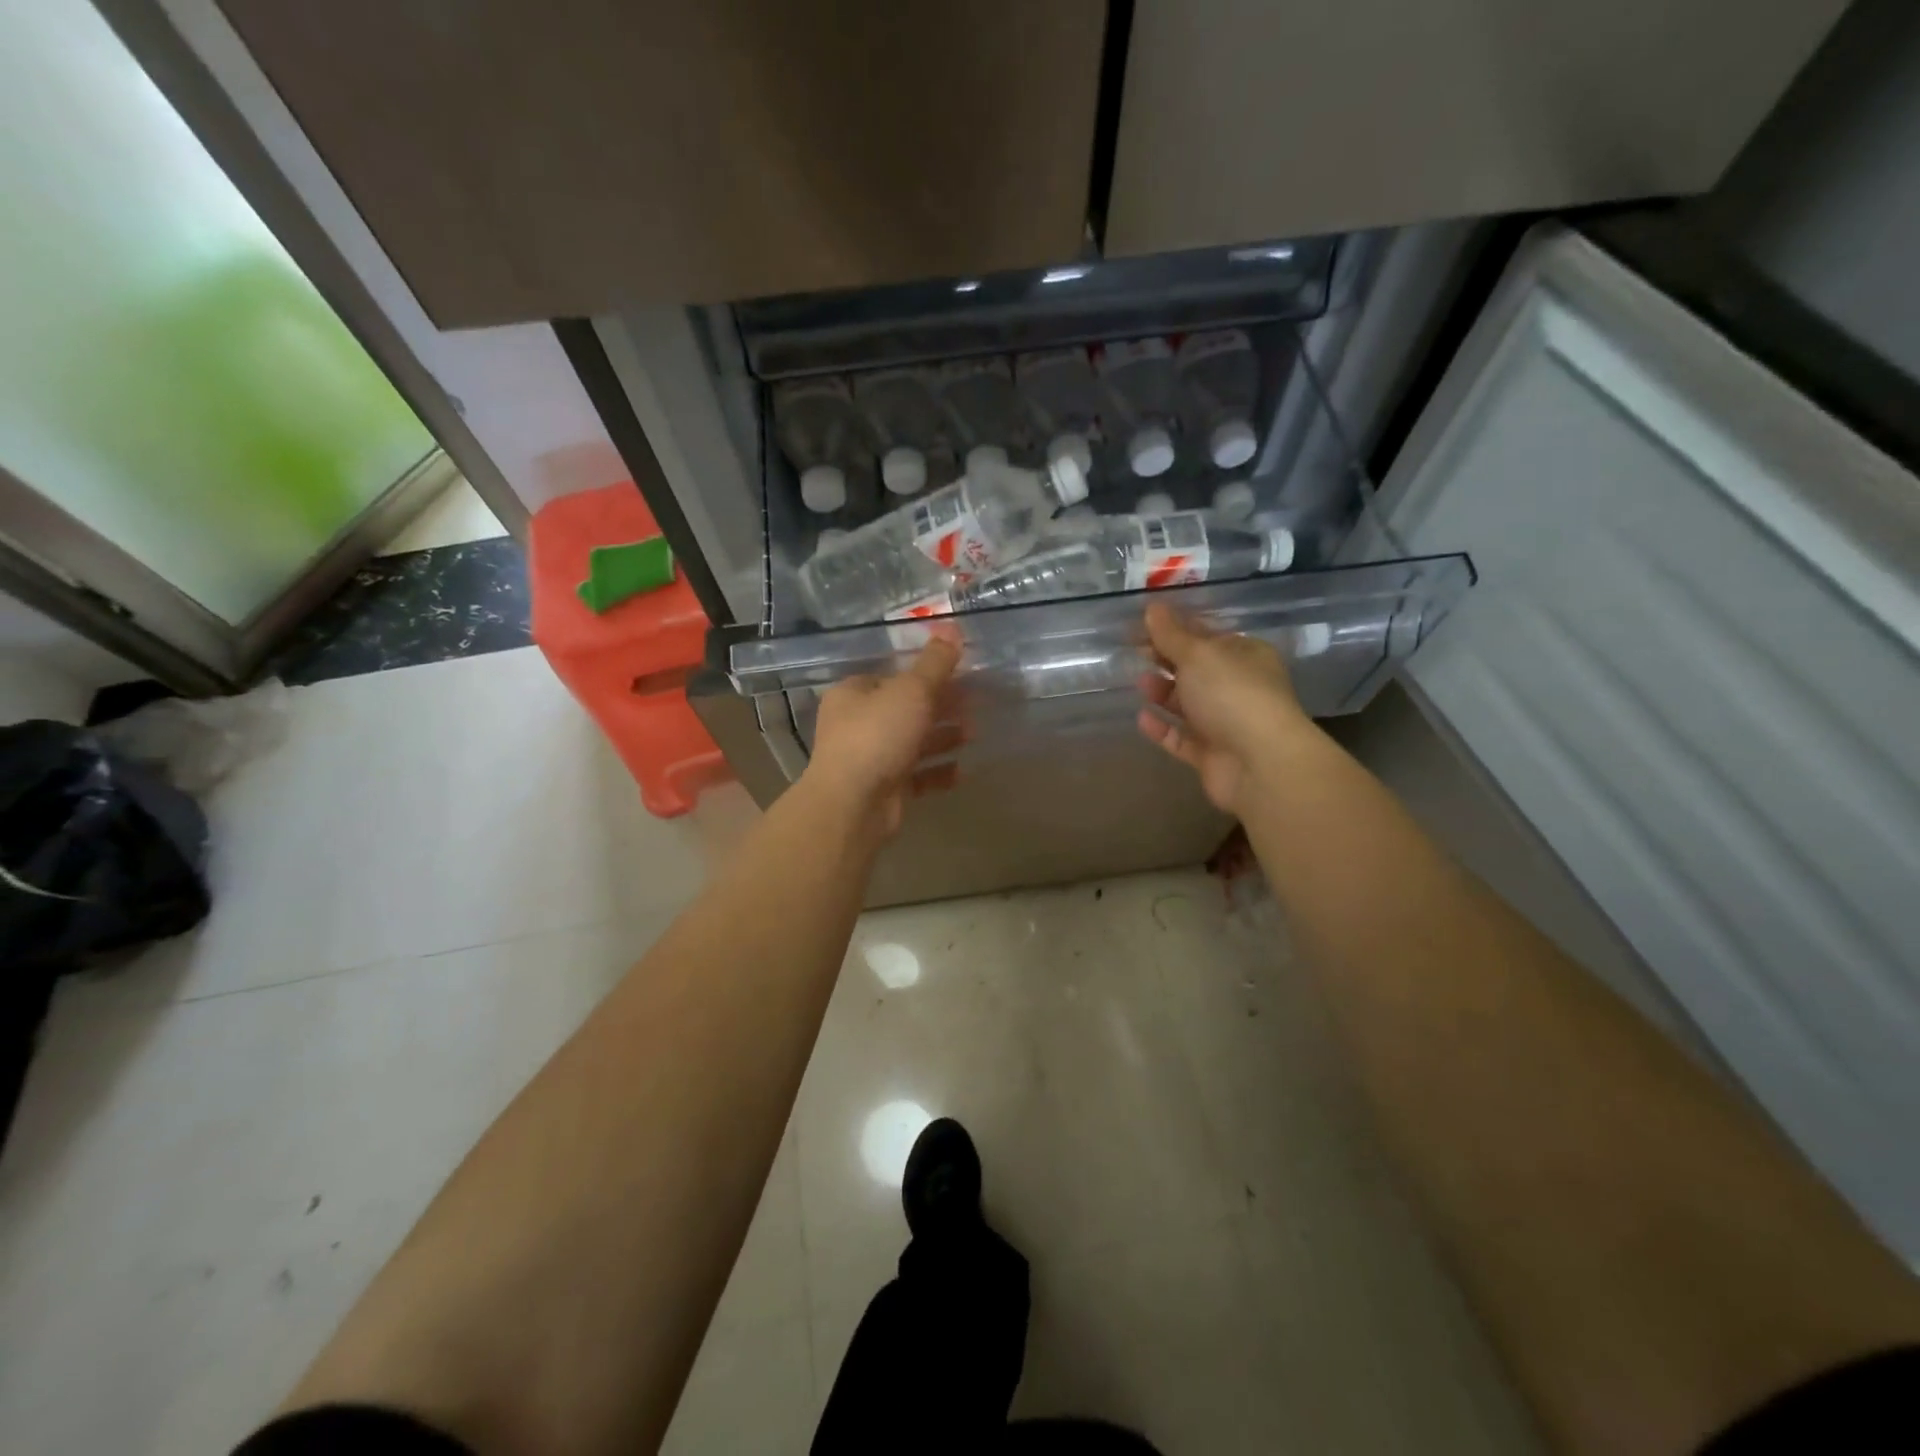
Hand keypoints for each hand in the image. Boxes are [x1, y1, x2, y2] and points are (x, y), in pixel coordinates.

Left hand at [804, 637, 961, 836]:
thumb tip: (951, 627)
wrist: (853, 804)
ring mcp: (869, 758)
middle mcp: (856, 724)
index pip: (890, 675)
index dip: (924, 673)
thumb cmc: (878, 736)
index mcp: (854, 694)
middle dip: (940, 706)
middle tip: (974, 704)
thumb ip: (935, 663)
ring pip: (911, 742)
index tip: (958, 674)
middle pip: (904, 709)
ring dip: (942, 737)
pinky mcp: (883, 789)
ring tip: (973, 733)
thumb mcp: (911, 691)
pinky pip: (915, 775)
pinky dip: (937, 772)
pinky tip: (961, 771)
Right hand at [1136, 603, 1313, 814]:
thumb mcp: (1199, 654)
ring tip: (1139, 683)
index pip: (1207, 636)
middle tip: (1134, 652)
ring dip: (1163, 692)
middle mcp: (1238, 687)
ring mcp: (1226, 723)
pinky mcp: (1211, 755)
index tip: (1143, 625)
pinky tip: (1141, 718)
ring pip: (1188, 704)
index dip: (1176, 629)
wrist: (1259, 763)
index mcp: (1245, 655)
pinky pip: (1181, 738)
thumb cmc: (1232, 694)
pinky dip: (1162, 729)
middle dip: (1167, 660)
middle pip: (1196, 670)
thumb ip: (1172, 634)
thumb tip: (1153, 607)